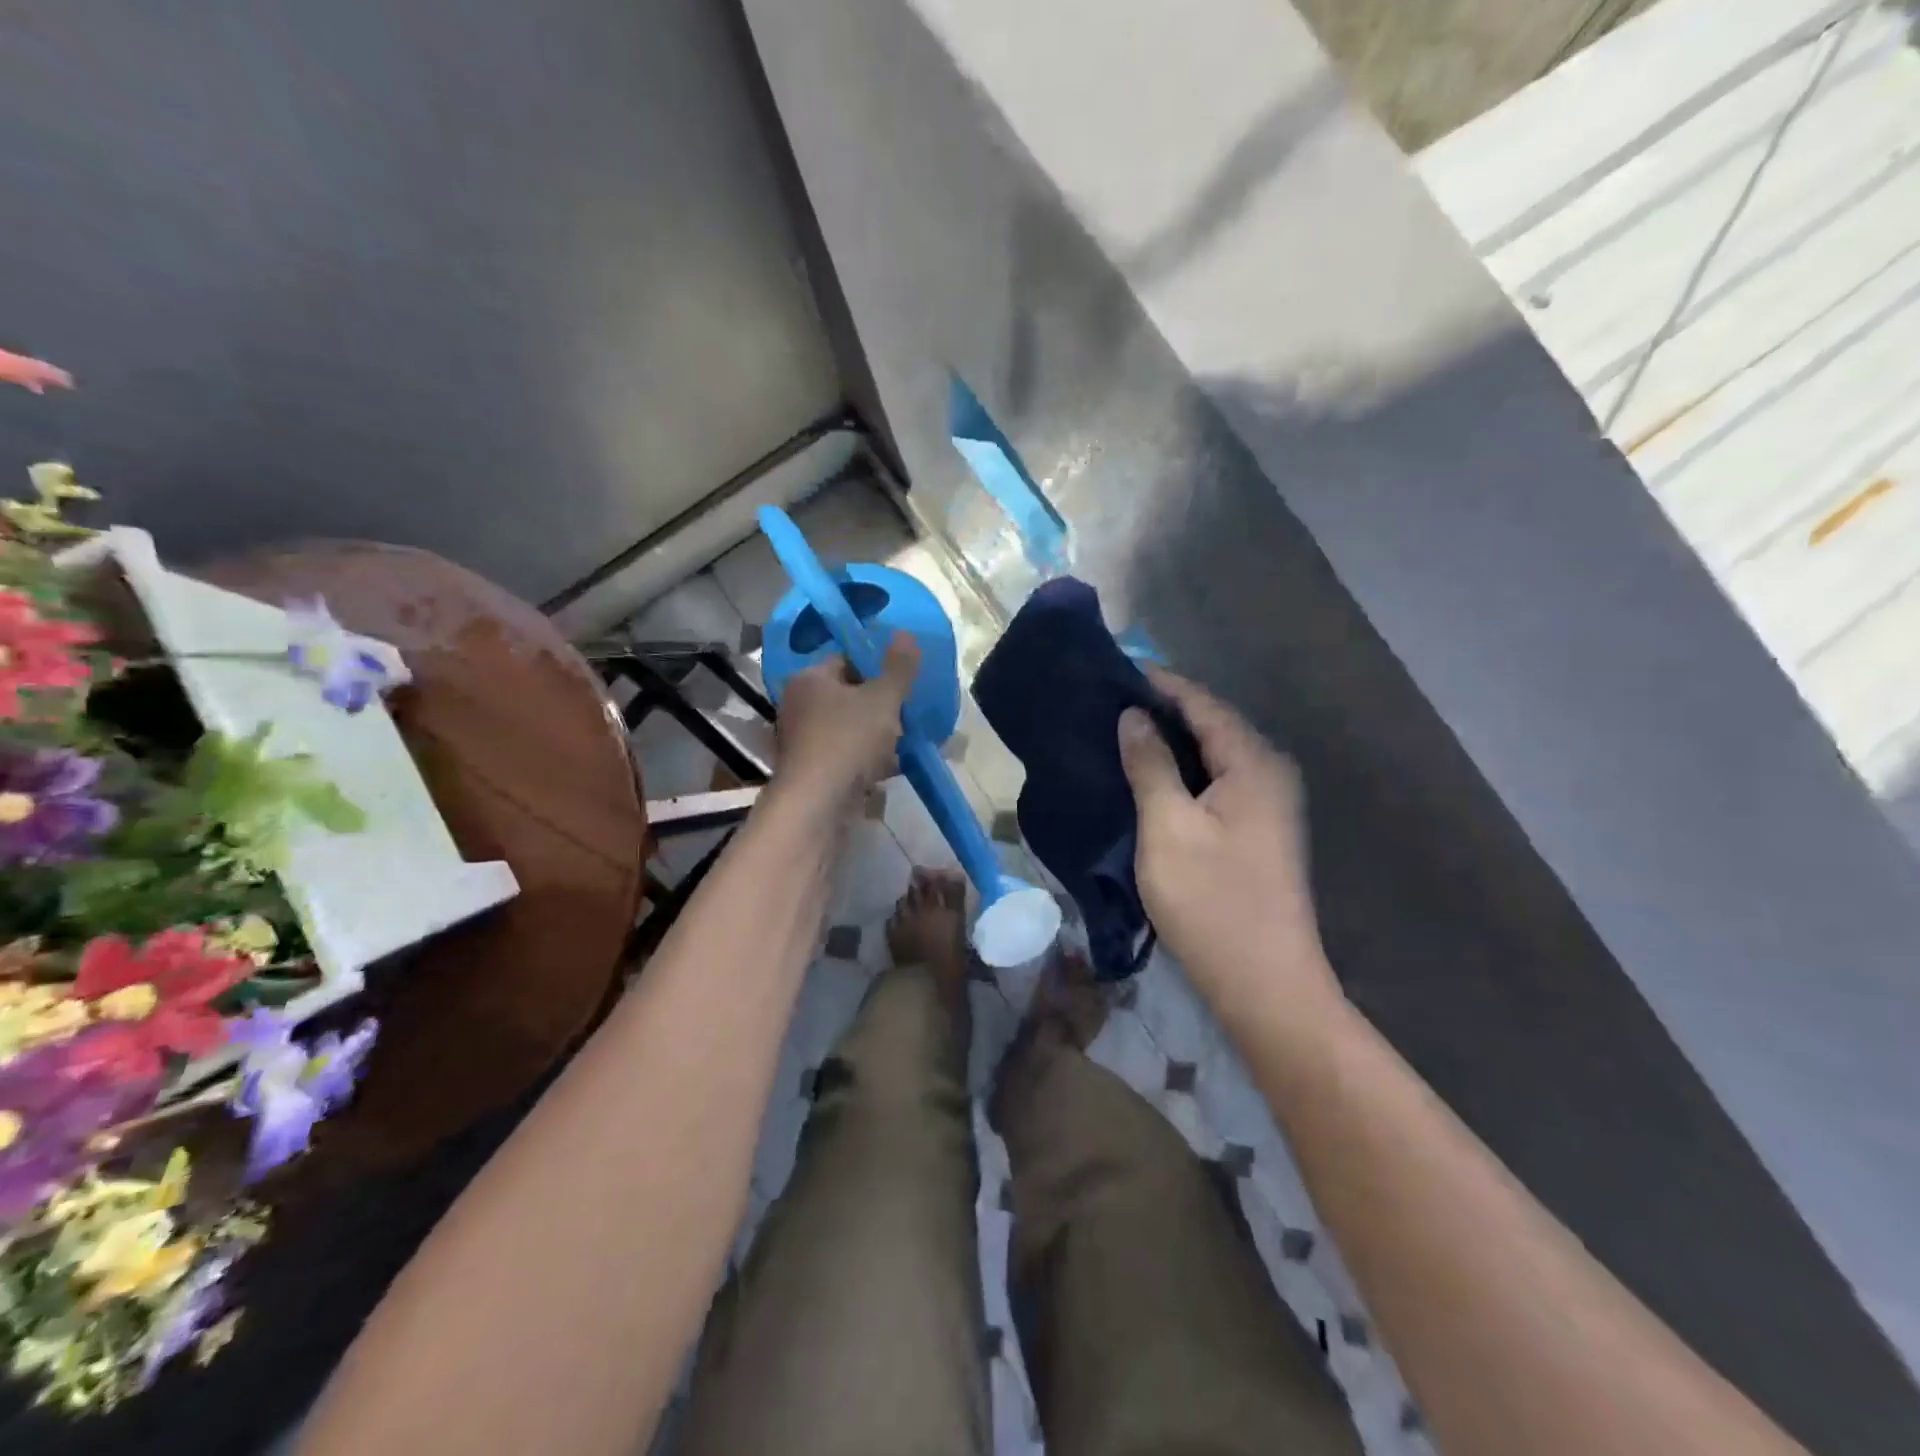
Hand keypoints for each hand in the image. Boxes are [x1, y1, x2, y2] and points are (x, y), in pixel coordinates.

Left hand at [771, 632, 919, 815]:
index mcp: (808, 678)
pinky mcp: (810, 769)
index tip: (901, 682)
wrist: (817, 805)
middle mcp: (797, 705)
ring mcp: (801, 740)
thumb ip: (897, 667)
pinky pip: (844, 754)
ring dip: (874, 733)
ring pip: (847, 726)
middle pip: (847, 694)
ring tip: (902, 741)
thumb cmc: (848, 741)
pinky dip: (864, 758)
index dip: (876, 667)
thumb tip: (905, 632)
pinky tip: (888, 767)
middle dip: (878, 704)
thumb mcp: (882, 699)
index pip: (845, 658)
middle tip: (905, 712)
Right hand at [1117, 670, 1341, 1020]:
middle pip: (1212, 724)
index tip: (1115, 670)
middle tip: (1110, 702)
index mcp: (1253, 763)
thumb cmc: (1211, 900)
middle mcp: (1270, 773)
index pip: (1202, 703)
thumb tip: (1134, 717)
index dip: (1159, 684)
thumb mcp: (1167, 826)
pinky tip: (1152, 776)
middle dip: (1164, 709)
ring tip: (1123, 732)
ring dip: (1172, 740)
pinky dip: (1184, 770)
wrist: (1264, 983)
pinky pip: (1218, 780)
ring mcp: (1269, 804)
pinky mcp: (1259, 830)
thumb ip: (1150, 764)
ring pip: (1214, 753)